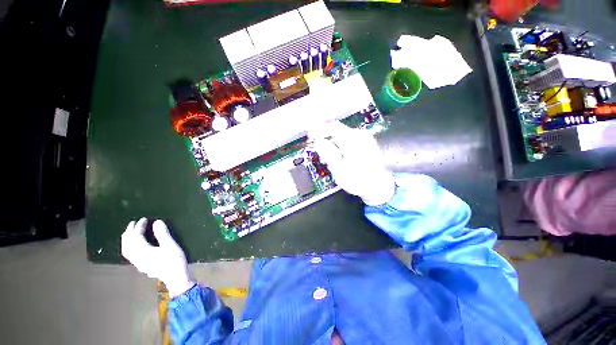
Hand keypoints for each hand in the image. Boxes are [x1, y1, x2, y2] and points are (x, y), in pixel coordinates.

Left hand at [121, 218, 194, 297]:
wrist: (178, 282)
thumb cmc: (175, 264)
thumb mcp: (172, 247)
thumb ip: (163, 234)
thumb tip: (157, 222)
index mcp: (145, 251)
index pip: (137, 235)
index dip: (139, 226)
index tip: (145, 219)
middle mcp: (139, 257)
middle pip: (129, 242)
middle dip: (130, 230)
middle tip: (134, 223)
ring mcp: (139, 263)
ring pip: (127, 249)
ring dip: (127, 239)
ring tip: (130, 233)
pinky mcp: (142, 267)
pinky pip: (129, 256)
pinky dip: (128, 248)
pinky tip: (132, 247)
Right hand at [308, 121, 395, 205]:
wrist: (380, 187)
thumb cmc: (359, 180)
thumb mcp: (339, 169)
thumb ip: (328, 153)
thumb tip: (318, 141)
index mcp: (353, 139)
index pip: (333, 127)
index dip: (319, 130)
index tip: (310, 136)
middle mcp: (360, 135)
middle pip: (338, 131)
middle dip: (326, 141)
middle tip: (320, 154)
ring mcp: (365, 139)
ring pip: (343, 137)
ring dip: (334, 146)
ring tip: (330, 161)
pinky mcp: (368, 144)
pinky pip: (350, 141)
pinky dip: (342, 147)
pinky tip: (341, 159)